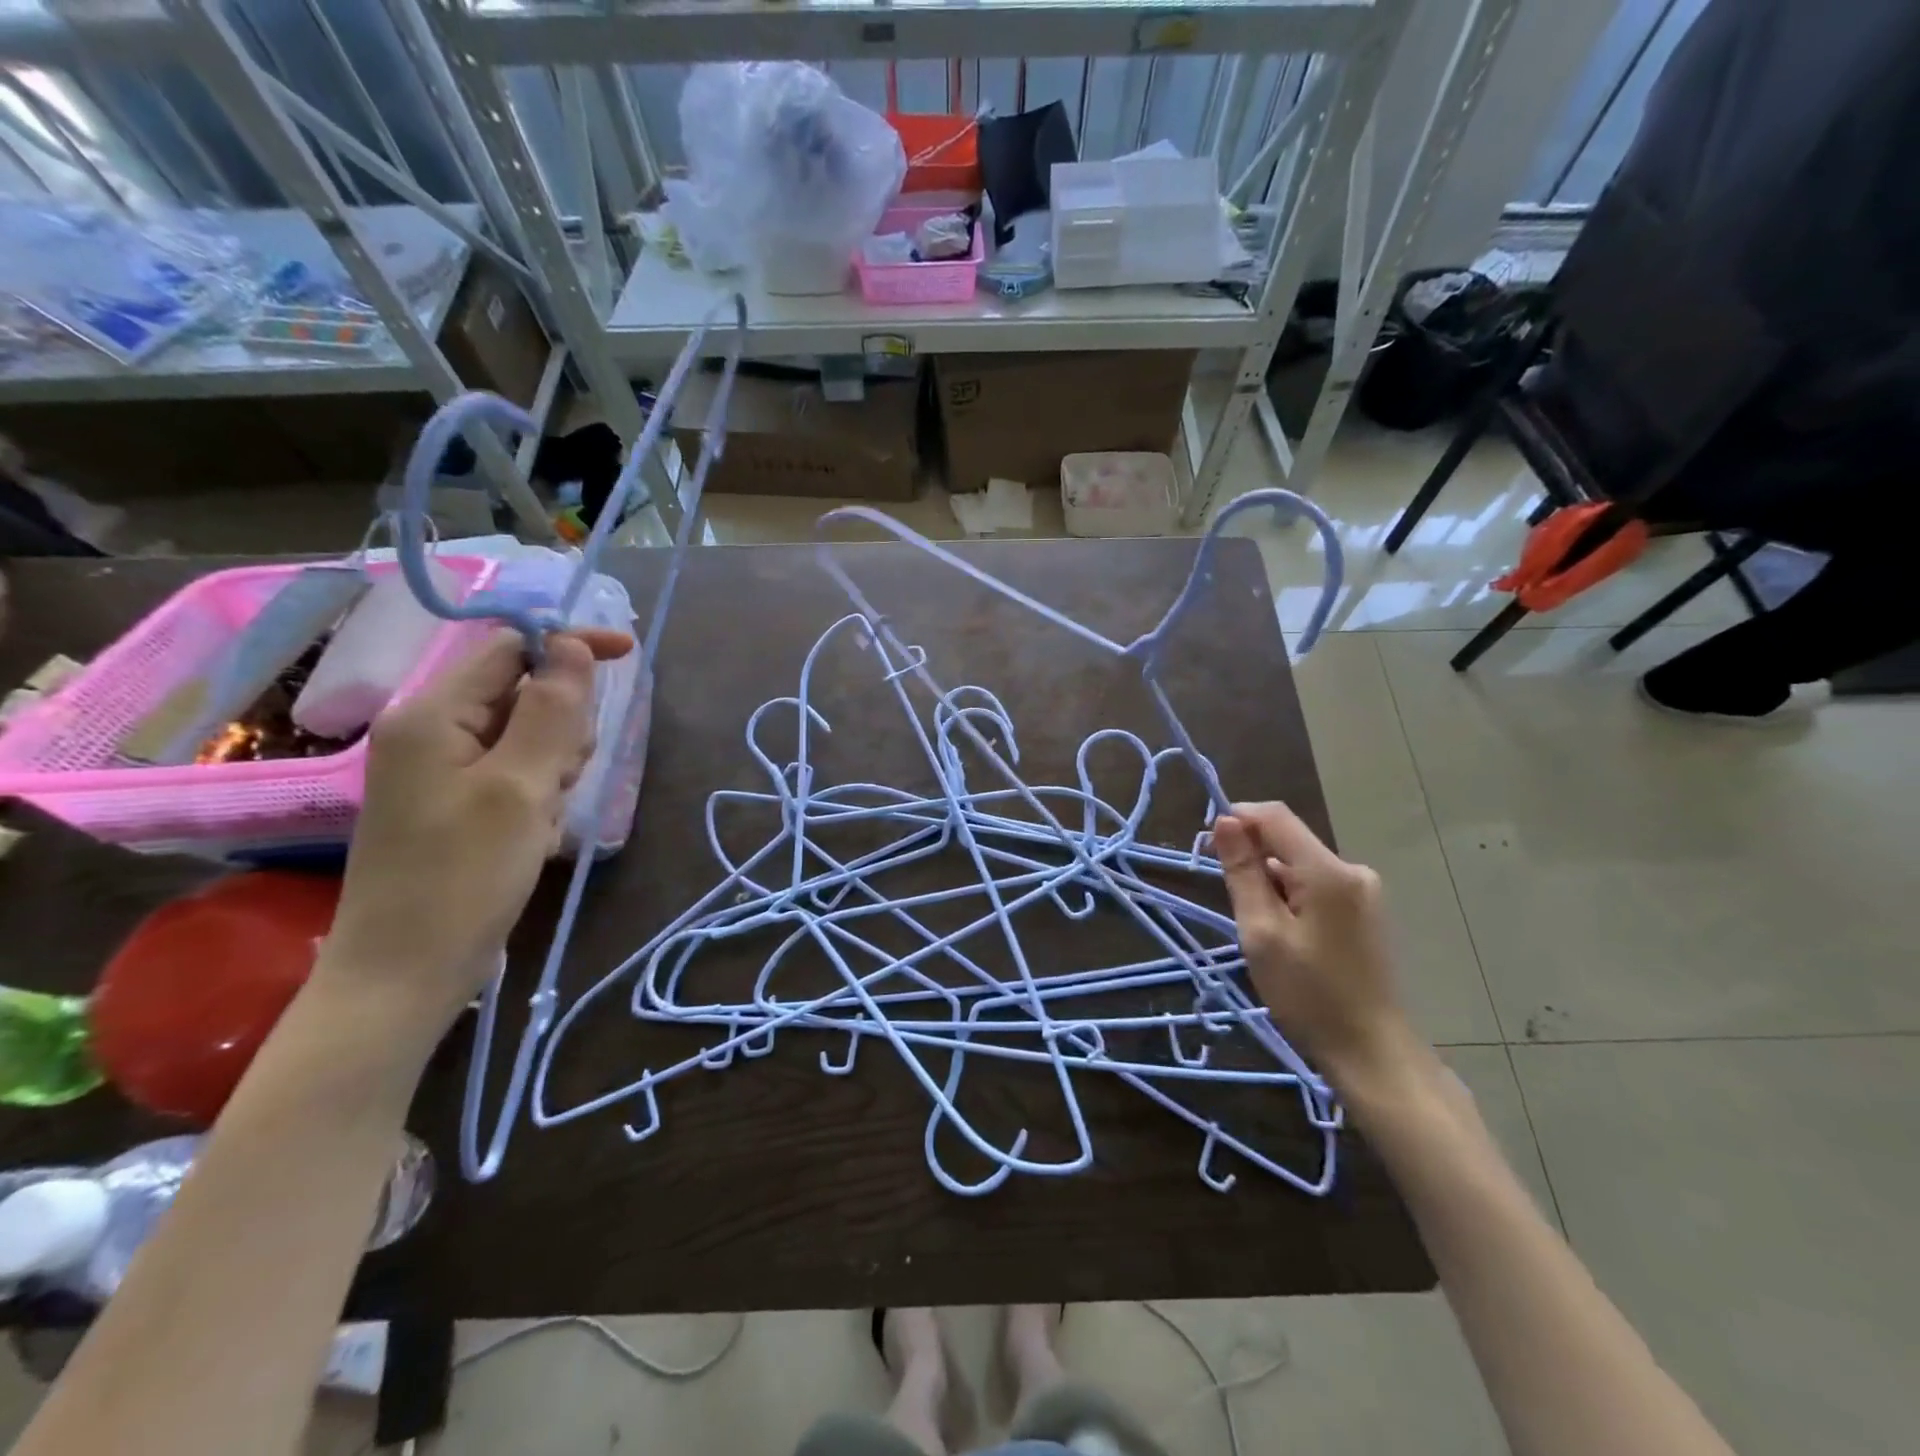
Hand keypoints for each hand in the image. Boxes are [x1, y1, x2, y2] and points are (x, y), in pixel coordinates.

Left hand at [317, 626, 631, 1033]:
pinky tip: (535, 833)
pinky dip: (539, 793)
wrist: (408, 971)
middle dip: (562, 725)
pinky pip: (516, 773)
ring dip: (554, 765)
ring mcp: (443, 771)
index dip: (568, 645)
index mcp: (433, 715)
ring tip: (545, 816)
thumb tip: (571, 645)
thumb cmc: (464, 876)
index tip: (628, 655)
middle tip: (561, 779)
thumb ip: (551, 710)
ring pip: (528, 736)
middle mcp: (432, 732)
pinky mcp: (458, 804)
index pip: (511, 648)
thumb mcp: (521, 786)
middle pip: (524, 693)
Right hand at [1213, 801, 1422, 1095]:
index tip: (1205, 845)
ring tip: (1254, 925)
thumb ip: (1243, 872)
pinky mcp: (1366, 912)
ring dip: (1270, 880)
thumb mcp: (1261, 932)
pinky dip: (1291, 897)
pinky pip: (1317, 886)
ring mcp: (1364, 892)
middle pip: (1289, 840)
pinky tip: (1282, 933)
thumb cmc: (1309, 994)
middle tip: (1226, 895)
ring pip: (1301, 866)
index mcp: (1328, 871)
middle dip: (1252, 855)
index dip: (1237, 818)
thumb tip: (1225, 822)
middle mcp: (1352, 870)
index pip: (1275, 816)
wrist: (1373, 1052)